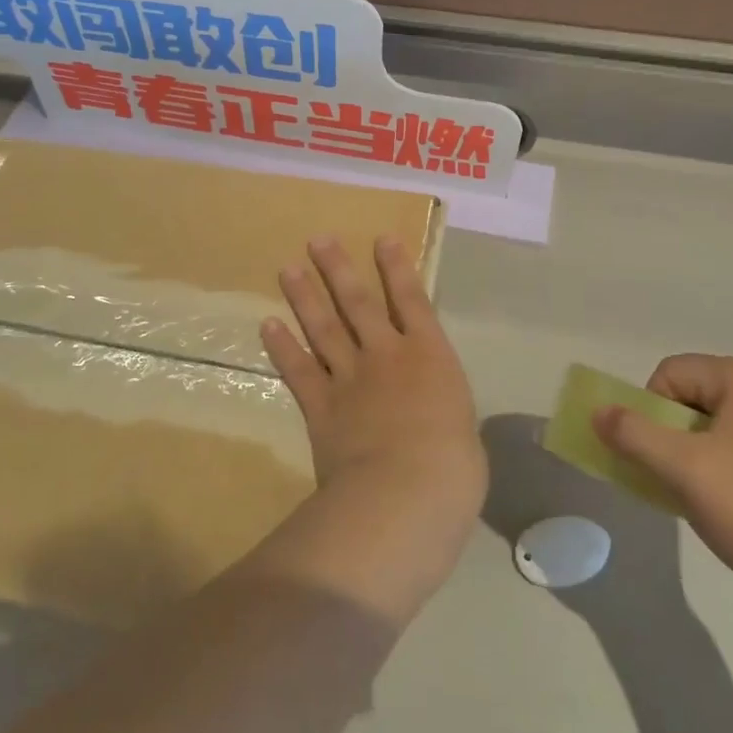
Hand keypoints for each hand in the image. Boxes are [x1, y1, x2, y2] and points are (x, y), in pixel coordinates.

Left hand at [258, 238, 486, 617]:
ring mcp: (350, 378)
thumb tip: (437, 422)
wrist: (405, 494)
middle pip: (358, 302)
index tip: (381, 239)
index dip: (397, 268)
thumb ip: (443, 415)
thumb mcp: (464, 435)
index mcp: (431, 357)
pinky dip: (282, 347)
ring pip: (324, 328)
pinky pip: (299, 370)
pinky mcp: (321, 407)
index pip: (413, 300)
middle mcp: (387, 356)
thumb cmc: (453, 469)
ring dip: (305, 297)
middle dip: (339, 269)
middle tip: (318, 240)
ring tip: (289, 269)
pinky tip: (268, 325)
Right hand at [593, 354, 732, 605]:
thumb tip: (598, 413)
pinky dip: (725, 463)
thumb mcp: (681, 468)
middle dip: (674, 430)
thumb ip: (632, 434)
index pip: (674, 372)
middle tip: (676, 472)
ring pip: (720, 421)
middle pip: (697, 393)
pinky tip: (732, 502)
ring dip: (696, 449)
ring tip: (702, 491)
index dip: (652, 408)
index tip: (660, 453)